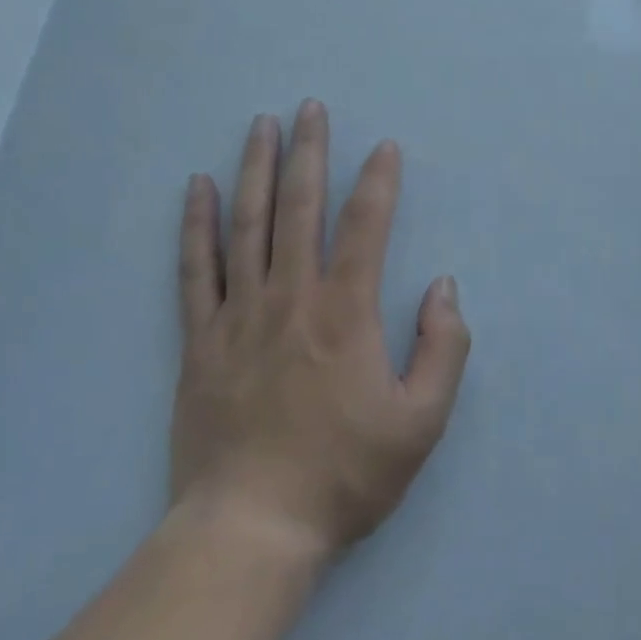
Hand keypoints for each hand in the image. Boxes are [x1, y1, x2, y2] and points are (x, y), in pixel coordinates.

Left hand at [169, 102, 470, 561]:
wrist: (250, 532)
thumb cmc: (344, 476)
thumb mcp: (422, 423)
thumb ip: (443, 348)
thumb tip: (443, 286)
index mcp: (346, 312)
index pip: (365, 226)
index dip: (379, 181)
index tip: (385, 147)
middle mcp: (291, 297)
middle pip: (300, 207)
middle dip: (310, 151)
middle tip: (312, 107)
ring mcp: (240, 314)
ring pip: (248, 224)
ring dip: (258, 169)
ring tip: (263, 124)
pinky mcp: (201, 339)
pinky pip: (196, 269)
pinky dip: (197, 224)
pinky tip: (198, 187)